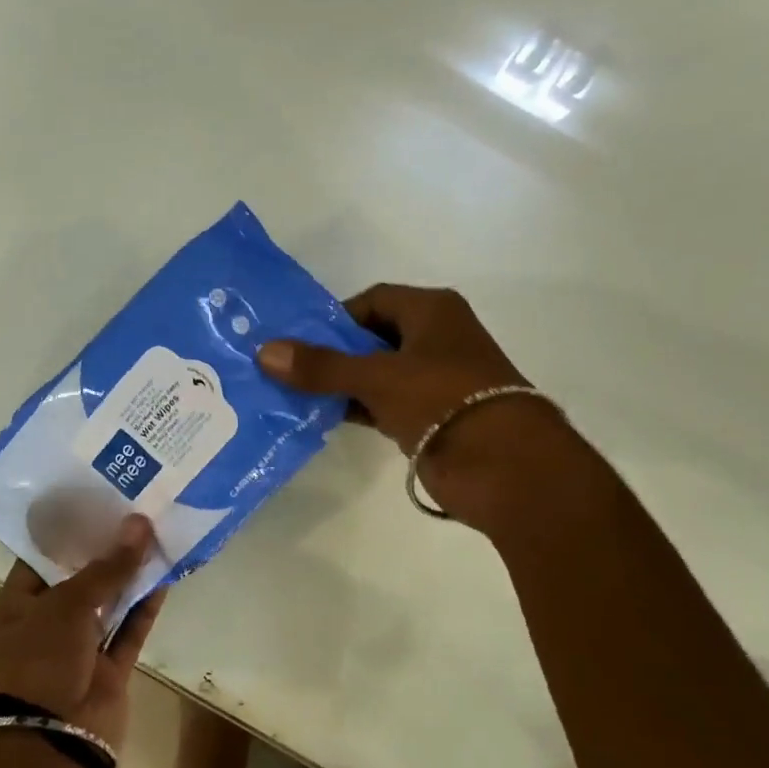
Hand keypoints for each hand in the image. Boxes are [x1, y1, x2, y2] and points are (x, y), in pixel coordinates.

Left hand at [0, 514, 165, 753]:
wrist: (51, 741)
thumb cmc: (41, 660)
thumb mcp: (68, 605)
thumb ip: (108, 567)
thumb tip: (140, 524)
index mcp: (18, 604)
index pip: (41, 557)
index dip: (69, 530)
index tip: (98, 502)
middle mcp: (47, 623)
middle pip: (79, 578)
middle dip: (105, 549)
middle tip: (133, 511)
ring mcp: (79, 648)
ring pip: (108, 603)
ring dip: (129, 575)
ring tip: (155, 535)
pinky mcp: (109, 669)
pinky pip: (129, 630)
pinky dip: (145, 607)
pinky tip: (164, 575)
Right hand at [257, 284, 546, 525]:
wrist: (504, 466)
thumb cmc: (443, 400)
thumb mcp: (377, 377)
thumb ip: (321, 366)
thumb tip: (264, 351)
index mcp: (432, 311)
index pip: (373, 300)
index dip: (336, 317)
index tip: (300, 340)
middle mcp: (436, 339)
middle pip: (373, 337)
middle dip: (333, 353)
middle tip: (289, 369)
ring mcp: (435, 381)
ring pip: (378, 374)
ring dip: (342, 384)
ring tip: (295, 395)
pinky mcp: (432, 418)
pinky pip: (385, 405)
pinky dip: (358, 409)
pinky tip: (324, 418)